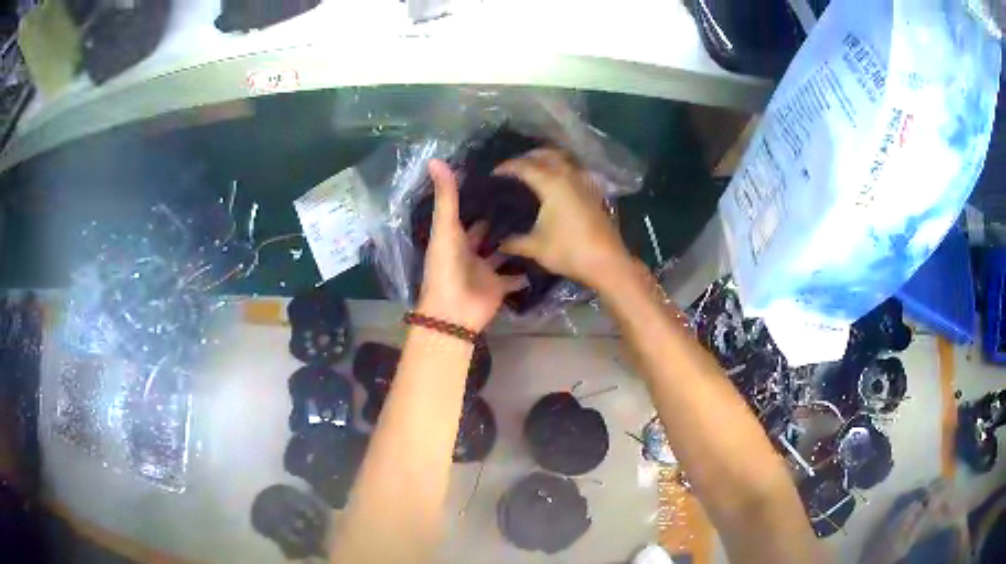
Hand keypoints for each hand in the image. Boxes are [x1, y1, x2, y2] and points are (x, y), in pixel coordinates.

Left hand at [417, 160, 527, 331]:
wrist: (454, 312)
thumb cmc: (446, 268)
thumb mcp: (445, 227)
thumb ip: (447, 196)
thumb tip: (434, 159)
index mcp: (454, 236)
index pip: (467, 212)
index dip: (479, 198)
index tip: (500, 180)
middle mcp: (469, 251)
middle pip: (487, 232)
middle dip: (501, 218)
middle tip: (526, 198)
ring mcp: (485, 270)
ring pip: (502, 253)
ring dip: (515, 242)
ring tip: (539, 221)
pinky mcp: (499, 286)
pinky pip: (515, 277)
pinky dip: (526, 270)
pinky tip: (543, 255)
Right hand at [495, 149, 630, 289]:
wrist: (607, 262)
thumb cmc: (569, 251)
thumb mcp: (535, 248)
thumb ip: (513, 242)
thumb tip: (497, 242)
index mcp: (551, 183)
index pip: (524, 166)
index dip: (507, 167)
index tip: (493, 174)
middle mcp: (568, 176)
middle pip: (546, 155)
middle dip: (527, 157)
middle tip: (512, 167)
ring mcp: (583, 182)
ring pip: (563, 160)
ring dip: (546, 159)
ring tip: (533, 169)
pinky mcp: (593, 191)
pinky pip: (573, 170)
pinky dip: (561, 168)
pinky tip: (556, 182)